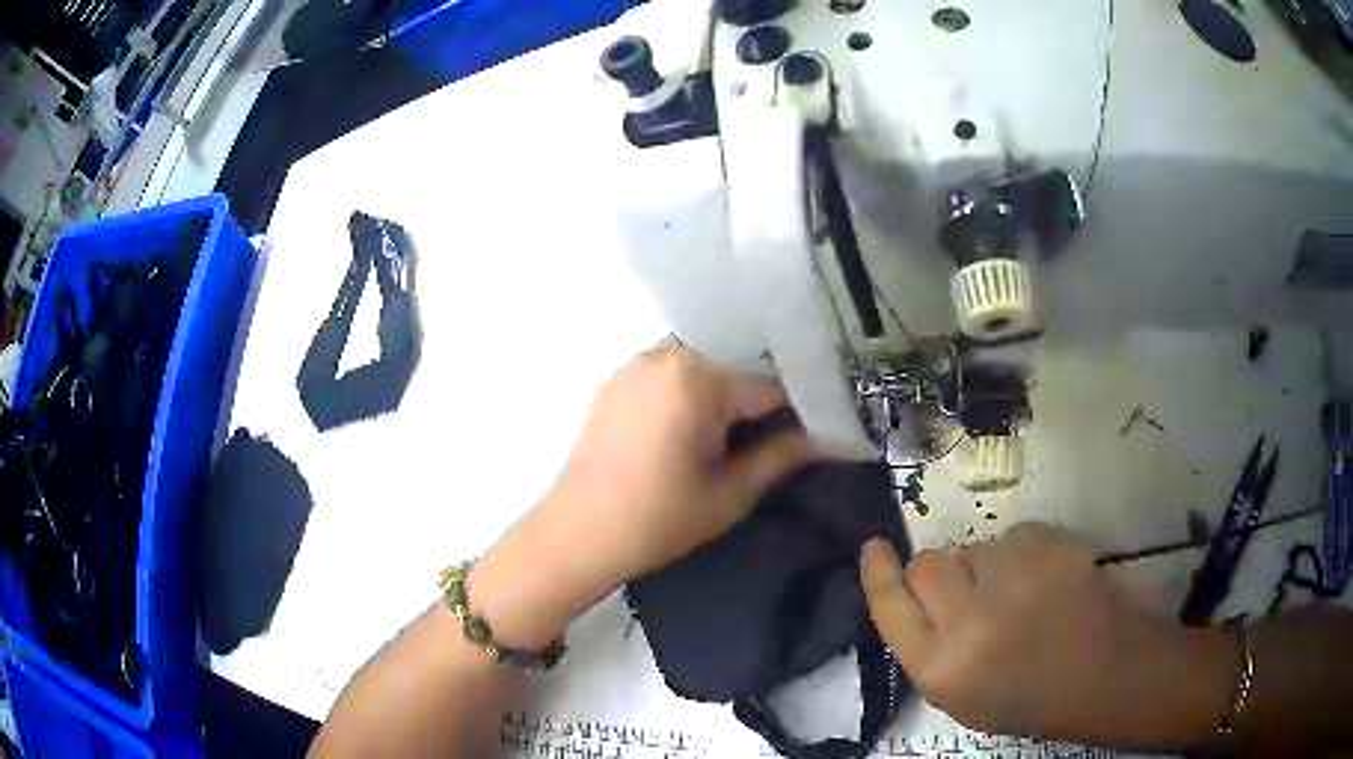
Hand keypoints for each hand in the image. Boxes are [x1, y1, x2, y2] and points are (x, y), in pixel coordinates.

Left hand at [473, 340, 811, 648]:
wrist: (576, 535)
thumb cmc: (658, 520)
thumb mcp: (731, 493)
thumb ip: (783, 455)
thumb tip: (827, 436)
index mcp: (698, 376)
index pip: (771, 381)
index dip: (803, 406)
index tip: (823, 426)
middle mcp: (666, 353)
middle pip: (736, 361)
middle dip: (764, 392)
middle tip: (786, 427)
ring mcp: (636, 363)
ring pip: (704, 361)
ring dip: (728, 388)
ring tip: (745, 427)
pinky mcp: (618, 380)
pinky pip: (671, 370)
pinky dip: (694, 388)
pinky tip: (701, 424)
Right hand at [861, 523, 1237, 744]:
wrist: (1104, 673)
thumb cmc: (1028, 697)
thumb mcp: (961, 695)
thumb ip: (928, 647)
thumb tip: (912, 595)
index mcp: (942, 667)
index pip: (890, 606)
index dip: (878, 574)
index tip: (871, 547)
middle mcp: (970, 620)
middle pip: (929, 564)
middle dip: (941, 573)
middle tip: (970, 593)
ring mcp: (1014, 578)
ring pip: (976, 546)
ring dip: (987, 566)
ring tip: (1018, 596)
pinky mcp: (1051, 547)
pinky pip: (1016, 535)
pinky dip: (1022, 554)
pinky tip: (1043, 581)